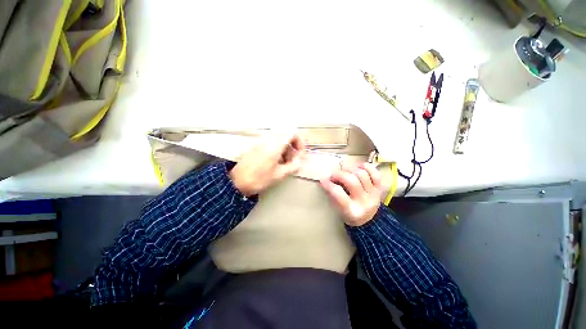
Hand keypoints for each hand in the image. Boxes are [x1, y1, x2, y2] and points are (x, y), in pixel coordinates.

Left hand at [229, 133, 304, 195]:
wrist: (237, 181)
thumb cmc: (259, 179)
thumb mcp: (279, 175)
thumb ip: (292, 166)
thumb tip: (298, 161)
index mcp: (275, 145)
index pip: (292, 133)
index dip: (300, 142)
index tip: (299, 154)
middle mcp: (268, 139)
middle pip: (285, 135)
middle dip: (292, 147)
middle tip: (292, 161)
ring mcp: (260, 142)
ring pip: (278, 139)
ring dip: (284, 149)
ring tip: (284, 164)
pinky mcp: (255, 146)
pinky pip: (270, 143)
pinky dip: (276, 150)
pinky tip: (274, 163)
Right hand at [320, 163, 381, 226]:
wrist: (368, 220)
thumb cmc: (350, 215)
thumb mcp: (339, 210)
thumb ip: (333, 196)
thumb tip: (327, 179)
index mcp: (351, 211)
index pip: (338, 193)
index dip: (329, 184)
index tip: (323, 180)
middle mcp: (364, 202)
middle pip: (351, 181)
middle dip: (339, 174)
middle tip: (334, 175)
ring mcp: (373, 194)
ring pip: (362, 174)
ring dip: (351, 169)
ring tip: (345, 171)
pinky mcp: (379, 189)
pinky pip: (375, 173)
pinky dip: (366, 167)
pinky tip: (358, 167)